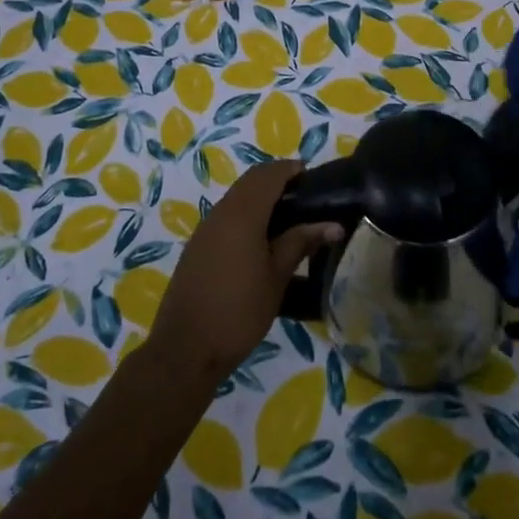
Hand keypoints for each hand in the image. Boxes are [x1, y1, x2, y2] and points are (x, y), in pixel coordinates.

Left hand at [146, 159, 340, 388]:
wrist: (186, 349)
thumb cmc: (239, 311)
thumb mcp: (277, 277)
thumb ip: (301, 243)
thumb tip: (332, 224)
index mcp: (242, 214)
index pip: (268, 174)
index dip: (290, 170)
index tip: (312, 177)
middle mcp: (220, 213)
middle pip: (250, 182)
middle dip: (276, 181)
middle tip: (304, 198)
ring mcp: (204, 230)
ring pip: (236, 198)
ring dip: (260, 198)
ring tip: (288, 219)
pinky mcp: (197, 247)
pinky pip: (225, 217)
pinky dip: (246, 215)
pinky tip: (261, 241)